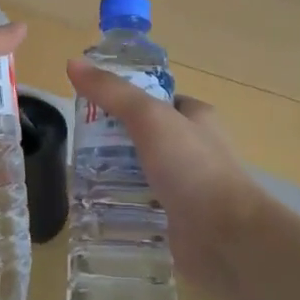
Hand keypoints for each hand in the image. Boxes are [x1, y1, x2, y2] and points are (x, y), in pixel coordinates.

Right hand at [64, 58, 266, 298]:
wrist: (225, 236)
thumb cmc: (192, 167)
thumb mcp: (149, 117)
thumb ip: (112, 92)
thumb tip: (73, 63)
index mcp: (197, 117)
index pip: (157, 99)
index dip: (124, 98)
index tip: (89, 105)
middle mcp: (195, 149)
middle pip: (146, 136)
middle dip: (114, 140)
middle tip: (78, 145)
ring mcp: (188, 186)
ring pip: (143, 172)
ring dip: (116, 174)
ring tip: (79, 176)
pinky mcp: (179, 218)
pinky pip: (144, 205)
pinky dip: (124, 205)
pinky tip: (97, 209)